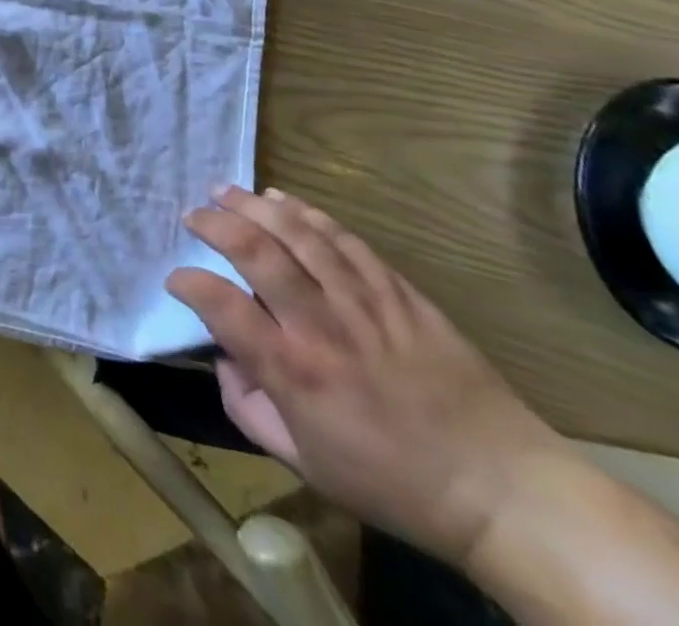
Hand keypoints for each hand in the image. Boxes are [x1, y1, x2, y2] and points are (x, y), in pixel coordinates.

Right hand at [166, 187, 569, 566]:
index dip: (189, 283)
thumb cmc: (393, 483)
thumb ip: (248, 409)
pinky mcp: (398, 292)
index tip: (177, 279)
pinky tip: (284, 200)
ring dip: (255, 205)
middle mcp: (321, 326)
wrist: (501, 488)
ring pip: (298, 234)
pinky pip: (345, 239)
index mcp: (294, 372)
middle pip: (256, 251)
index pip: (221, 306)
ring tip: (225, 190)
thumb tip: (225, 360)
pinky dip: (308, 214)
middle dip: (215, 223)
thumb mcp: (305, 463)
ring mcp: (362, 303)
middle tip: (193, 214)